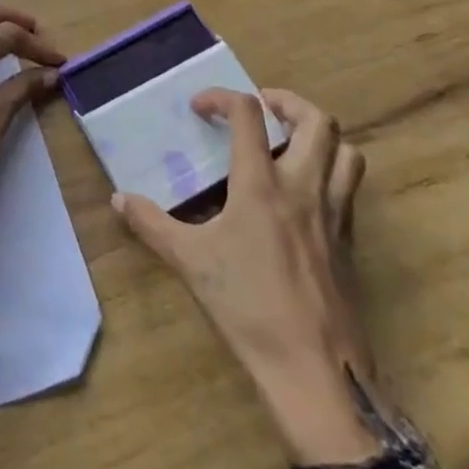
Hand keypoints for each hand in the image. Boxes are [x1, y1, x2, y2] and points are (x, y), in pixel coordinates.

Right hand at [113, 87, 384, 466]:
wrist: (316, 371)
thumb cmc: (249, 307)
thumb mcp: (191, 263)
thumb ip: (152, 224)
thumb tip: (118, 199)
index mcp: (262, 184)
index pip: (248, 114)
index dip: (222, 97)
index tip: (200, 107)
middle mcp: (304, 187)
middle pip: (317, 120)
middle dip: (288, 103)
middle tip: (262, 108)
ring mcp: (334, 213)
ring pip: (347, 151)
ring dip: (321, 135)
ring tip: (293, 141)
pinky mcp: (350, 241)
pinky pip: (349, 188)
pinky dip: (332, 172)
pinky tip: (305, 193)